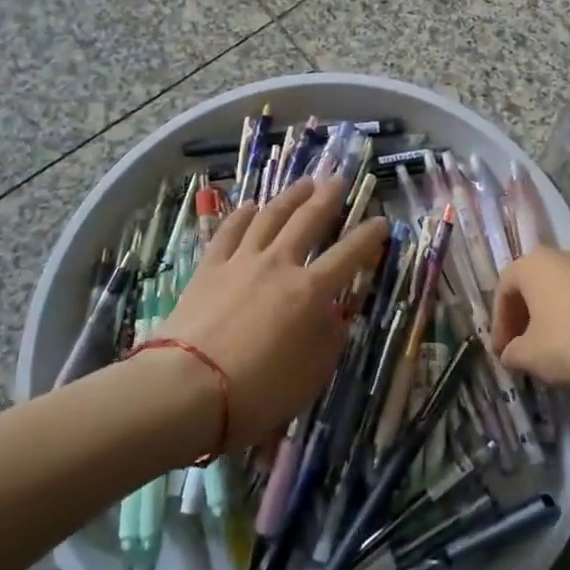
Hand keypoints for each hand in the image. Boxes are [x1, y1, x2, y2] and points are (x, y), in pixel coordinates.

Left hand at [159, 177, 387, 448]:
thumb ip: (329, 339)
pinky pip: (230, 232)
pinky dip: (242, 215)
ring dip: (290, 196)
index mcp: (310, 291)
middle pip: (308, 220)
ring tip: (304, 182)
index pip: (349, 255)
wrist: (187, 388)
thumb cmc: (257, 390)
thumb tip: (334, 314)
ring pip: (270, 217)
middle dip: (328, 197)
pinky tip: (251, 206)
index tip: (382, 221)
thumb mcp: (311, 375)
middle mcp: (280, 265)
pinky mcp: (209, 268)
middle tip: (339, 179)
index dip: (368, 237)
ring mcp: (241, 262)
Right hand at [491, 247, 569, 393]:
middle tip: (522, 349)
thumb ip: (513, 353)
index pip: (504, 289)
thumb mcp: (532, 357)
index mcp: (533, 264)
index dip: (500, 323)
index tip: (503, 352)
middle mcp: (561, 255)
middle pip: (533, 285)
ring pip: (559, 290)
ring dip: (550, 317)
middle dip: (524, 317)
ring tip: (551, 349)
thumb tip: (511, 353)